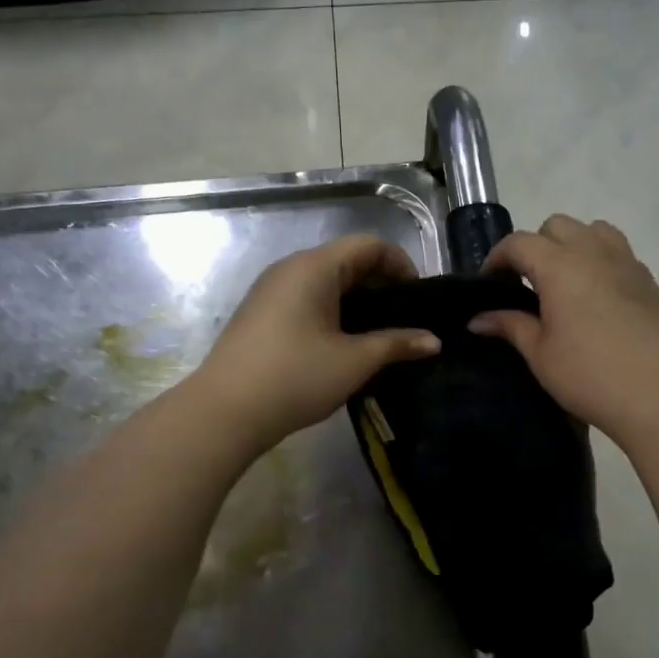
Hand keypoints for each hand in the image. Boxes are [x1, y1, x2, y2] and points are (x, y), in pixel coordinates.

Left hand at [191, 235, 440, 453]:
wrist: (224, 412)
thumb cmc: (295, 378)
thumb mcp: (355, 361)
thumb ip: (397, 344)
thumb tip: (434, 341)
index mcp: (314, 267)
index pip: (368, 245)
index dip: (401, 264)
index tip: (419, 297)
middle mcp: (291, 268)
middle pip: (347, 259)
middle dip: (381, 284)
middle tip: (405, 318)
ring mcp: (271, 289)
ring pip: (325, 280)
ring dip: (357, 299)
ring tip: (380, 333)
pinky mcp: (261, 312)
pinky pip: (306, 297)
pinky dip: (332, 309)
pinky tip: (343, 342)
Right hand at [471, 215, 658, 447]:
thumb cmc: (591, 376)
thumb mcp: (541, 355)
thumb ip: (510, 326)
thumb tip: (477, 319)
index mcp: (560, 265)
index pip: (519, 242)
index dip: (498, 258)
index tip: (490, 284)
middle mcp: (594, 253)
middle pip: (557, 226)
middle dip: (535, 245)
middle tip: (527, 283)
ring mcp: (628, 263)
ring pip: (594, 230)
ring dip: (573, 245)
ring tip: (566, 281)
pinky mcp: (651, 281)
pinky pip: (619, 253)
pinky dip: (600, 262)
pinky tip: (598, 299)